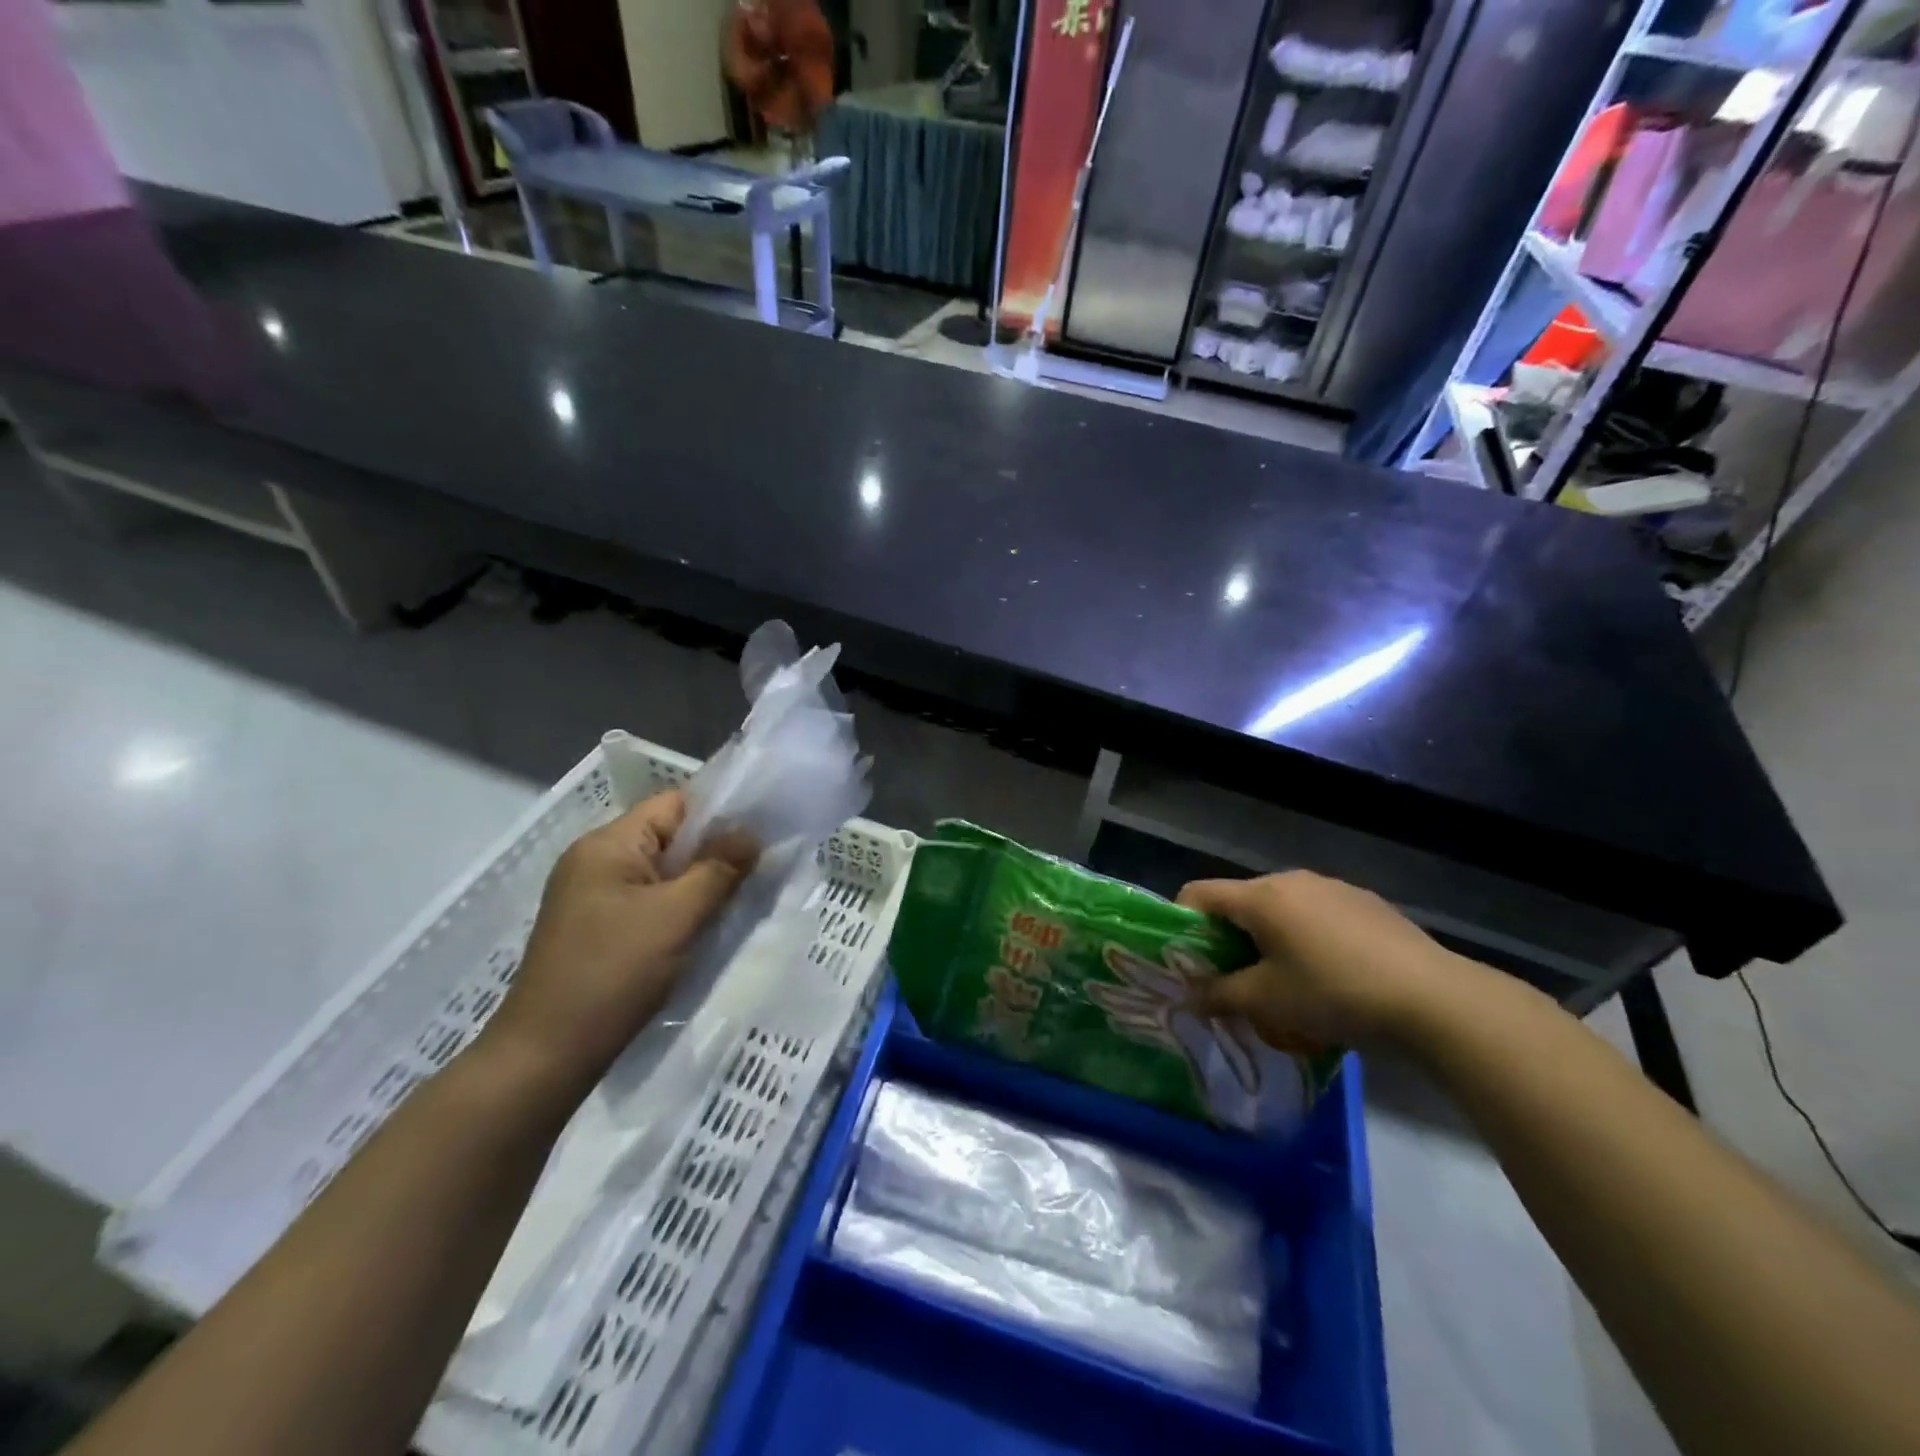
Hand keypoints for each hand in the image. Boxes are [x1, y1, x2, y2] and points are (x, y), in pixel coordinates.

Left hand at [480, 791, 754, 1095]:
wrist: (547, 1058)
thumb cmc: (612, 974)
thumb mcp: (676, 915)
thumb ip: (719, 868)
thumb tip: (753, 833)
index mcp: (607, 845)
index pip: (675, 805)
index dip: (721, 813)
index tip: (764, 832)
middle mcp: (596, 862)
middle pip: (670, 839)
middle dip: (716, 853)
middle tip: (761, 869)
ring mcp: (594, 898)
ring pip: (664, 875)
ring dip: (701, 885)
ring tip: (742, 899)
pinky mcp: (598, 931)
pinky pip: (651, 904)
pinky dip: (681, 910)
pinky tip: (708, 928)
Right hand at [1176, 870, 1473, 1049]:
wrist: (1434, 999)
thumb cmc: (1333, 993)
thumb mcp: (1267, 1001)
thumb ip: (1219, 995)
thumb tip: (1189, 998)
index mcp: (1261, 896)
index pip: (1198, 893)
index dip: (1182, 924)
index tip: (1189, 962)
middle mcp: (1292, 880)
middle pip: (1240, 902)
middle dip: (1229, 939)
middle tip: (1236, 981)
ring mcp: (1333, 888)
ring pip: (1281, 909)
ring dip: (1269, 939)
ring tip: (1286, 983)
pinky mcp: (1366, 903)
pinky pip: (1317, 915)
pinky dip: (1306, 938)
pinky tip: (1331, 976)